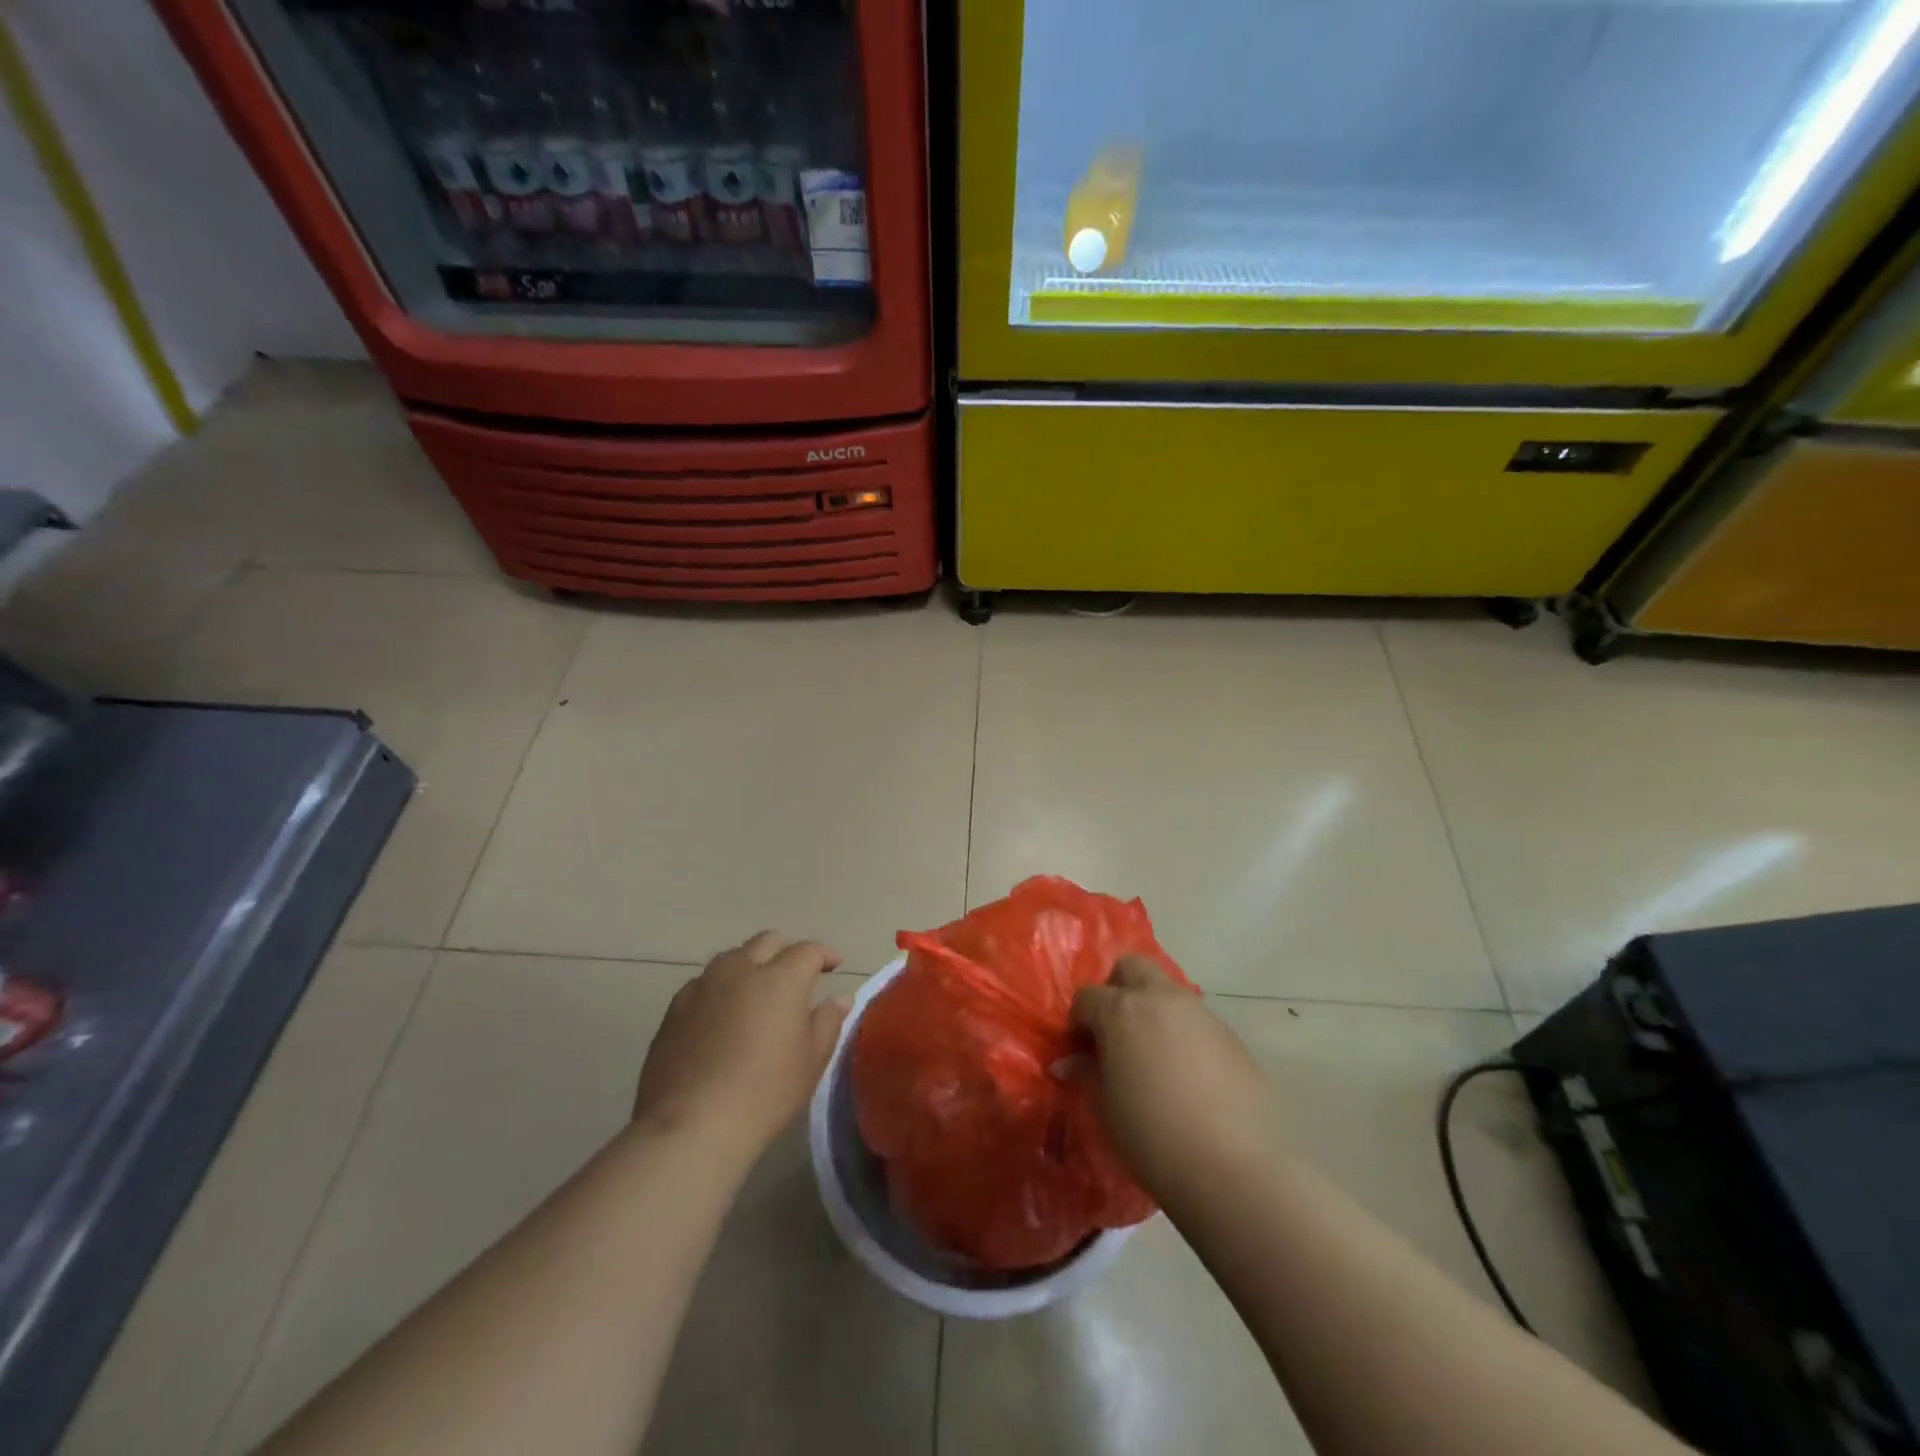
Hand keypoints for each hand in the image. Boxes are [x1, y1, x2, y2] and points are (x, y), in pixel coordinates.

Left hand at [633, 932, 848, 1162]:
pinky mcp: (675, 1007)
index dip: (824, 954)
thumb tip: (840, 998)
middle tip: (796, 975)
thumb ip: (828, 1022)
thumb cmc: (765, 1092)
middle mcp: (741, 969)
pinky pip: (704, 984)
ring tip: (757, 992)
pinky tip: (722, 1015)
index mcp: (781, 977)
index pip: (808, 951)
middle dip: (786, 951)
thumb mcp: (811, 1061)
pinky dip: (720, 989)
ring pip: (732, 958)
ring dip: (750, 966)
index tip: (834, 965)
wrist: (691, 1125)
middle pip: (767, 942)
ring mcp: (704, 985)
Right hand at [1071, 957, 1283, 1205]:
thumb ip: (1087, 1074)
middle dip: (1116, 989)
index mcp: (1122, 1011)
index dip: (1078, 1022)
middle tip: (1114, 1031)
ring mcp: (1201, 1014)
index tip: (1079, 1050)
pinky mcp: (1232, 1036)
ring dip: (1153, 1011)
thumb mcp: (1106, 1108)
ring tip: (1152, 1057)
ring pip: (1168, 991)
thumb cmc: (1153, 1137)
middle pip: (1131, 967)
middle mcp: (1161, 999)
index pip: (1087, 997)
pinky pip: (1197, 1022)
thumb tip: (1073, 1061)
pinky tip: (1187, 1077)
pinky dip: (1182, 1035)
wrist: (1235, 1169)